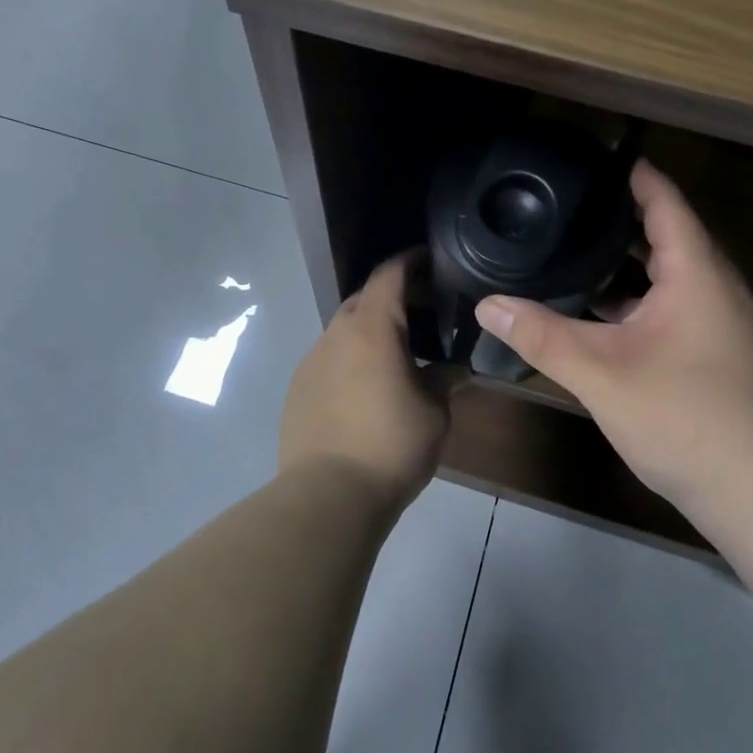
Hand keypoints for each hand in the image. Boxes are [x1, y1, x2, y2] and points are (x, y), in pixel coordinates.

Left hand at [280, 253, 451, 513]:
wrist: (328, 495)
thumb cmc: (391, 444)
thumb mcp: (434, 412)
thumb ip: (444, 381)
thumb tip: (455, 370)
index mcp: (371, 328)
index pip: (389, 275)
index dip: (409, 261)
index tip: (429, 258)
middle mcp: (336, 334)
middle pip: (362, 299)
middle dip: (390, 297)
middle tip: (421, 311)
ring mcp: (311, 361)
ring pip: (342, 331)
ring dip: (368, 331)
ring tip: (395, 353)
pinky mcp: (297, 389)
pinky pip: (328, 359)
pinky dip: (349, 359)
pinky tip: (365, 387)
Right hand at [474, 161, 752, 515]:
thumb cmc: (685, 417)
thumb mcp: (601, 373)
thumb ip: (541, 335)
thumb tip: (486, 305)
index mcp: (696, 271)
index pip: (663, 199)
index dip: (630, 173)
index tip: (589, 158)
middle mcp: (713, 285)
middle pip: (664, 232)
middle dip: (616, 216)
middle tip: (563, 204)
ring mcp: (717, 320)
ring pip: (665, 273)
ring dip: (623, 262)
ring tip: (568, 249)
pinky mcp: (713, 350)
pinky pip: (669, 303)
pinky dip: (633, 298)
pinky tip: (594, 312)